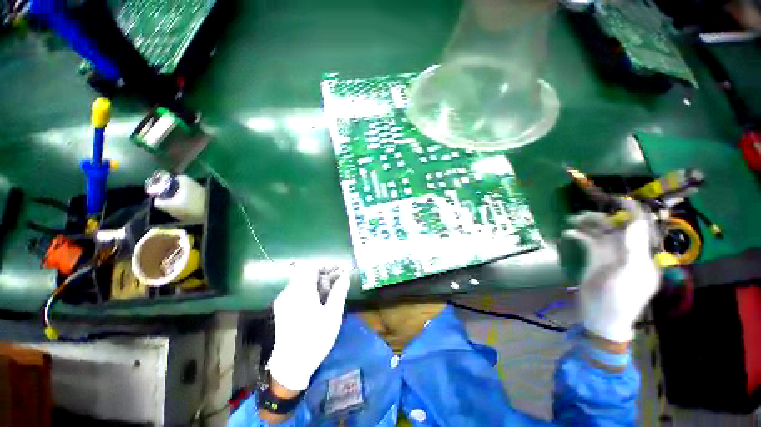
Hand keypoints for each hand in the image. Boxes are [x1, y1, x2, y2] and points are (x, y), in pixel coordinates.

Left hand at [267, 265, 351, 391]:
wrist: (291, 365)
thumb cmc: (315, 339)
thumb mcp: (333, 315)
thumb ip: (339, 291)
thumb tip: (346, 275)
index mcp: (301, 292)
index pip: (312, 267)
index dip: (327, 265)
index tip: (339, 269)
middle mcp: (289, 292)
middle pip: (306, 272)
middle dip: (323, 273)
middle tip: (337, 281)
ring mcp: (283, 300)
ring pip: (301, 280)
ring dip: (316, 281)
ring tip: (329, 291)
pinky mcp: (281, 307)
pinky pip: (296, 289)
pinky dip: (308, 289)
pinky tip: (317, 300)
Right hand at [560, 202, 661, 342]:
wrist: (601, 318)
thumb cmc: (618, 300)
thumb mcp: (627, 275)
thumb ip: (631, 249)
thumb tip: (633, 223)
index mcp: (642, 255)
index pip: (641, 228)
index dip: (632, 213)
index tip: (619, 200)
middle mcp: (628, 252)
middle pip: (617, 229)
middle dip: (602, 219)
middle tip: (582, 215)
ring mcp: (611, 256)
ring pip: (601, 234)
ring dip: (588, 226)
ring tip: (572, 220)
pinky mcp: (596, 261)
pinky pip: (589, 243)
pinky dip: (580, 236)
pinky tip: (569, 233)